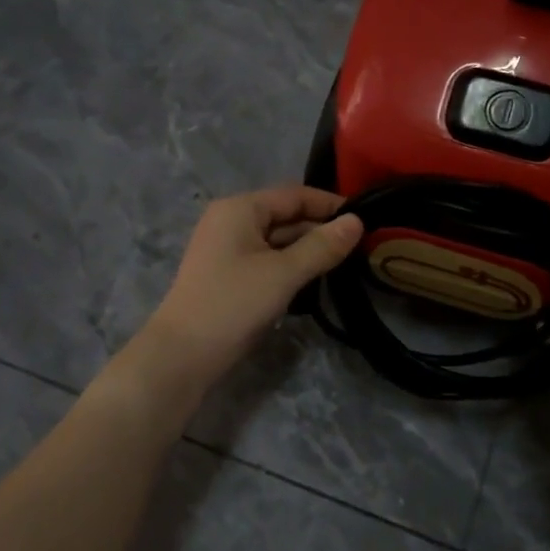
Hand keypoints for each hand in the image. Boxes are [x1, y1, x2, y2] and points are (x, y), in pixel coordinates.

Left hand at [143, 186, 363, 385]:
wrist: (182, 355)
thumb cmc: (233, 304)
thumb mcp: (283, 273)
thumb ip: (322, 246)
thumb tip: (358, 221)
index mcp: (240, 209)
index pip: (294, 195)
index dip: (330, 204)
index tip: (367, 219)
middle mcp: (231, 221)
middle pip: (286, 216)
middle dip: (321, 230)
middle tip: (363, 247)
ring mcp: (228, 249)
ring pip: (278, 241)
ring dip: (309, 250)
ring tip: (346, 263)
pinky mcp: (229, 275)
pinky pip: (268, 260)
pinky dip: (291, 267)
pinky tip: (315, 281)